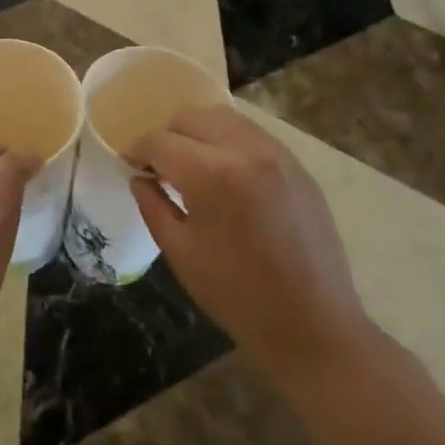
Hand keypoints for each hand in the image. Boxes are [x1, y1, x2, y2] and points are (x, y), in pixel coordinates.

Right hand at [129, 105, 377, 390]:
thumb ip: (153, 206)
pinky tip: (225, 171)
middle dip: (168, 136)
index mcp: (212, 175)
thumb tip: (139, 177)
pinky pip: (252, 134)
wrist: (314, 326)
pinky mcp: (297, 166)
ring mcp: (277, 154)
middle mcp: (246, 150)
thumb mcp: (181, 253)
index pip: (161, 141)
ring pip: (224, 117)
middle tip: (159, 166)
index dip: (138, 150)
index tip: (130, 163)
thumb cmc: (238, 296)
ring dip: (198, 132)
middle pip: (192, 118)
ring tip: (191, 164)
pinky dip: (228, 140)